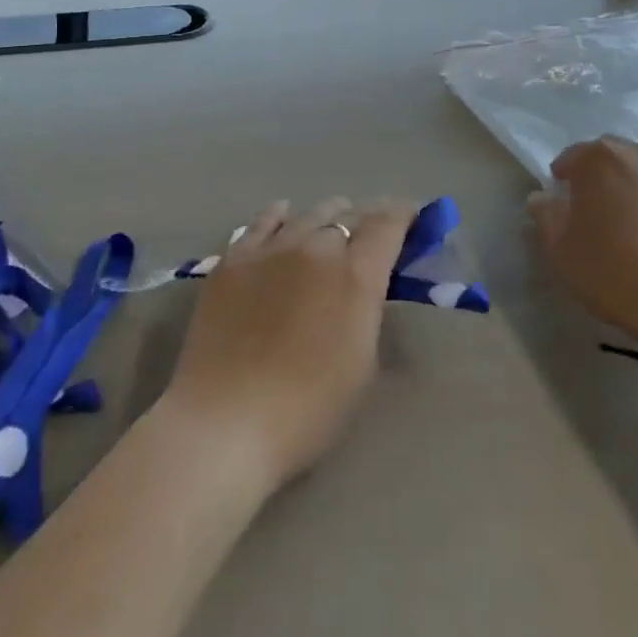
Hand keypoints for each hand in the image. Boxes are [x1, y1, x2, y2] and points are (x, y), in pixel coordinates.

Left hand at [159, 198, 412, 493]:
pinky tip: (283, 214)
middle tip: (371, 233)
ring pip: (308, 214)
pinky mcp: (233, 259)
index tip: (412, 219)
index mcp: (356, 275)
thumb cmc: (307, 410)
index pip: (387, 224)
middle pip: (349, 215)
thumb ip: (367, 309)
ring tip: (332, 223)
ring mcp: (270, 249)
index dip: (403, 215)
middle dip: (366, 219)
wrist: (225, 423)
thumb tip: (366, 285)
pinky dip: (280, 215)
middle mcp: (316, 248)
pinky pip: (262, 222)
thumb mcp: (362, 363)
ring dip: (327, 216)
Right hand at [526, 137, 637, 347]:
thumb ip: (545, 215)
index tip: (562, 197)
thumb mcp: (560, 250)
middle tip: (599, 206)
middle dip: (602, 173)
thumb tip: (542, 196)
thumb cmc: (612, 272)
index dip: (565, 176)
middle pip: (614, 155)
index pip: (573, 156)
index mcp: (599, 159)